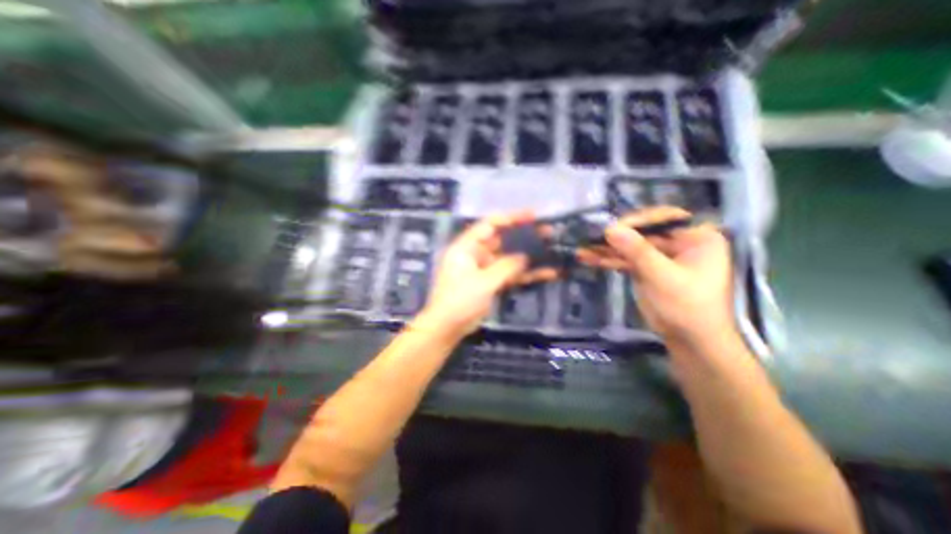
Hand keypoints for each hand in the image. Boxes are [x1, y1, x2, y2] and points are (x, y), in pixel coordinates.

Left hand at [418, 212, 558, 336]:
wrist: (447, 327)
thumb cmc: (459, 300)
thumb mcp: (483, 282)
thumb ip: (505, 267)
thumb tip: (525, 257)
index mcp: (467, 247)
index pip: (489, 225)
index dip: (510, 218)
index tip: (532, 216)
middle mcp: (476, 254)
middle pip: (502, 240)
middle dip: (524, 236)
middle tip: (547, 232)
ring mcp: (485, 269)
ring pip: (509, 258)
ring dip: (528, 255)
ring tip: (552, 249)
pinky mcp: (492, 283)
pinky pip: (510, 275)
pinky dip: (525, 275)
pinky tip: (546, 273)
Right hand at [571, 206, 732, 342]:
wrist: (690, 342)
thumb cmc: (687, 307)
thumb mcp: (662, 276)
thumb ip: (636, 250)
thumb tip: (610, 228)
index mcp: (696, 238)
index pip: (665, 218)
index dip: (638, 220)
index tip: (613, 228)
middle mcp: (678, 243)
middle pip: (642, 233)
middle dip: (615, 238)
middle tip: (591, 239)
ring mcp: (660, 257)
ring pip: (630, 247)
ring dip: (607, 250)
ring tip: (583, 250)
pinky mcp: (647, 270)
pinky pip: (626, 260)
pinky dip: (609, 260)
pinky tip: (589, 259)